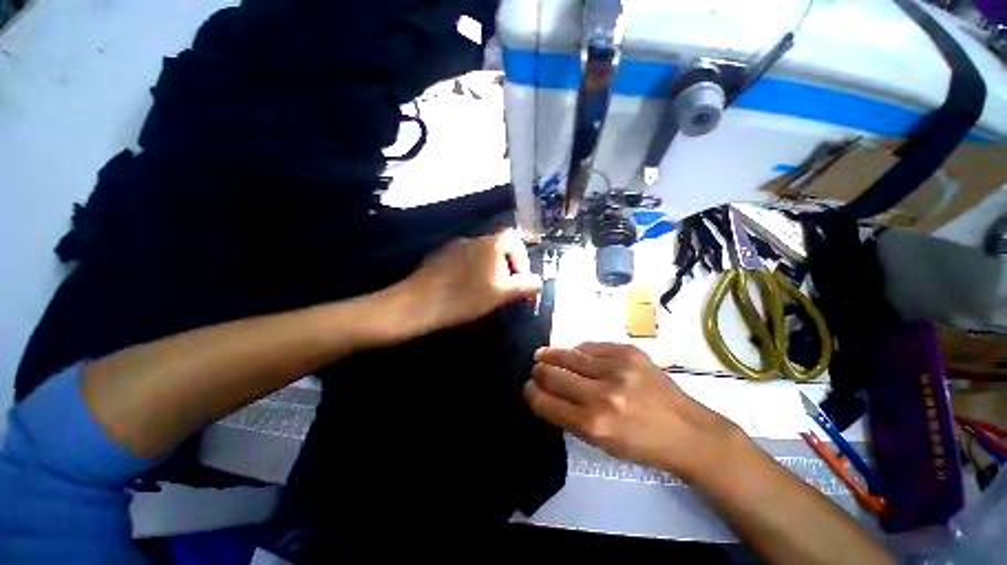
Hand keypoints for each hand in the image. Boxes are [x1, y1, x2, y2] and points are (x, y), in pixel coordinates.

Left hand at [397, 229, 541, 334]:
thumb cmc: (465, 297)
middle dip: (504, 267)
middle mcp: (473, 238)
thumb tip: (539, 282)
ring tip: (482, 292)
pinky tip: (462, 289)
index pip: (514, 239)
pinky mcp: (438, 257)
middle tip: (501, 289)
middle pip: (497, 247)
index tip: (518, 279)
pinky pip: (462, 260)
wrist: (418, 303)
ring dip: (486, 270)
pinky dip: (469, 271)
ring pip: (479, 255)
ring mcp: (453, 246)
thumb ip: (525, 286)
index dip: (521, 258)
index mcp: (490, 243)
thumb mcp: (501, 294)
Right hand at [524, 342, 744, 479]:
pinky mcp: (629, 352)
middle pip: (553, 375)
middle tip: (535, 368)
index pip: (546, 402)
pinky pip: (591, 346)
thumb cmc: (642, 444)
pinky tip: (576, 353)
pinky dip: (580, 351)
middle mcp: (602, 394)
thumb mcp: (601, 442)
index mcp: (593, 424)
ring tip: (543, 354)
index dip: (531, 393)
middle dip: (538, 372)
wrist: (688, 431)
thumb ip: (570, 416)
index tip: (527, 387)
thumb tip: (546, 391)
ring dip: (552, 354)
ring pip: (569, 354)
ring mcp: (617, 368)